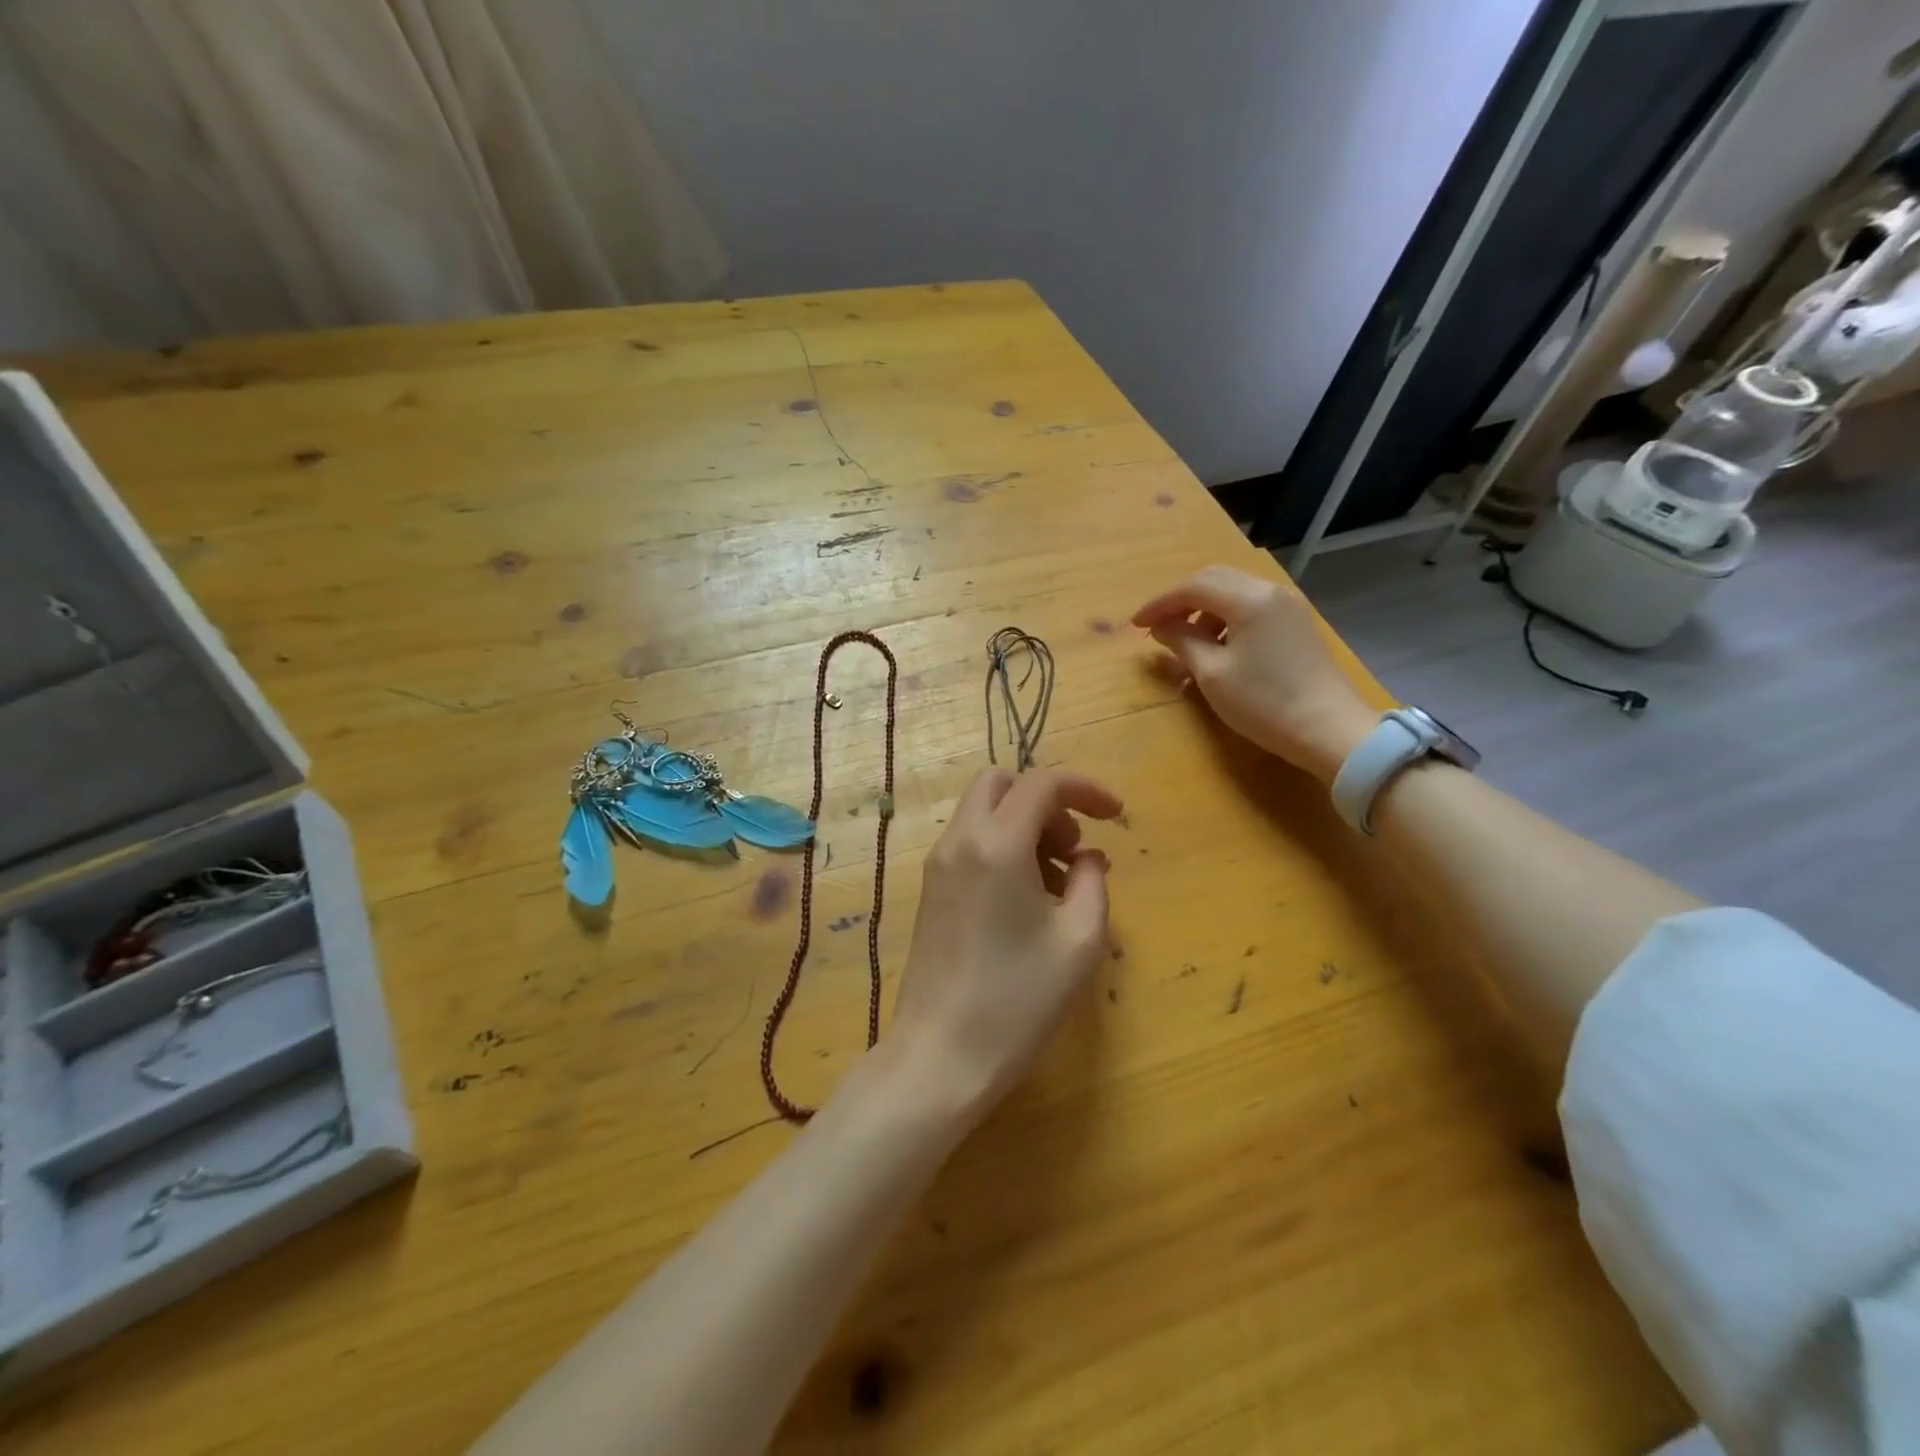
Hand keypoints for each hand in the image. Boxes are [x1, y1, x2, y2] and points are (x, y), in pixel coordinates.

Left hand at [883, 768, 1121, 1118]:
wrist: (940, 1056)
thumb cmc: (1017, 1001)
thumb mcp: (1079, 941)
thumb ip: (1093, 881)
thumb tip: (1087, 857)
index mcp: (997, 844)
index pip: (1042, 782)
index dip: (1086, 788)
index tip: (1117, 815)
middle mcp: (959, 841)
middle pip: (1002, 784)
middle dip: (1046, 802)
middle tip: (1074, 849)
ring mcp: (938, 865)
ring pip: (983, 811)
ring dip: (1025, 826)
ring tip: (1059, 884)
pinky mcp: (930, 890)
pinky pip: (970, 842)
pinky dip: (1003, 847)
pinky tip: (1027, 900)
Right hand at [1134, 564, 1376, 783]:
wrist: (1330, 730)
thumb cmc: (1264, 703)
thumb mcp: (1212, 674)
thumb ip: (1182, 642)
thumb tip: (1162, 626)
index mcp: (1248, 599)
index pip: (1192, 587)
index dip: (1159, 603)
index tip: (1135, 625)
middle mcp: (1270, 591)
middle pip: (1214, 580)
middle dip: (1180, 600)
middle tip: (1157, 627)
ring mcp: (1288, 606)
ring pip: (1234, 592)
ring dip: (1204, 610)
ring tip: (1187, 642)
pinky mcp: (1297, 624)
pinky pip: (1252, 607)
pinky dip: (1226, 618)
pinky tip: (1218, 647)